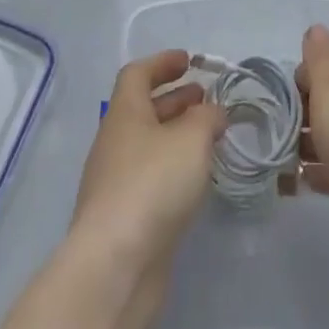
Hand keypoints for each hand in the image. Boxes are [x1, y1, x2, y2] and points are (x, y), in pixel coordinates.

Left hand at [69, 50, 224, 328]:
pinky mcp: (125, 220)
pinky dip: (175, 169)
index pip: (138, 74)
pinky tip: (198, 180)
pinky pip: (152, 179)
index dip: (163, 63)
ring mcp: (116, 184)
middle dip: (176, 100)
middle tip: (207, 99)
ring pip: (150, 146)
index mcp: (124, 114)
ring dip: (178, 136)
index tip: (189, 61)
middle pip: (144, 110)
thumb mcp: (191, 139)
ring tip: (211, 138)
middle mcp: (115, 143)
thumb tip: (213, 111)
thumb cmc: (152, 185)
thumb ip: (207, 118)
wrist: (115, 267)